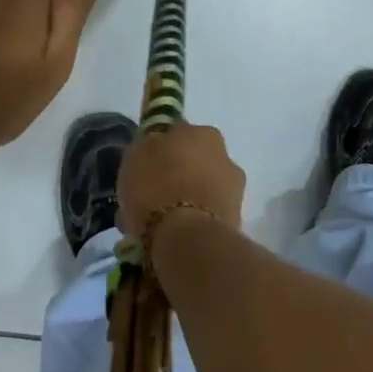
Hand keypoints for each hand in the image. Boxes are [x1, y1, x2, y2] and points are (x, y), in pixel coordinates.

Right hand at [118, 124, 245, 243]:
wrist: (187, 239)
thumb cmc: (157, 188)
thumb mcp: (136, 155)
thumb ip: (149, 144)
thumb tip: (157, 143)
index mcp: (203, 132)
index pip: (178, 132)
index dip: (160, 148)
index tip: (145, 166)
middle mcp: (225, 154)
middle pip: (195, 160)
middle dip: (178, 173)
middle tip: (153, 194)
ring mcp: (234, 188)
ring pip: (204, 187)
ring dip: (188, 197)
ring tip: (162, 220)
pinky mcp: (236, 220)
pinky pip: (207, 214)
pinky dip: (194, 220)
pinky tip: (175, 234)